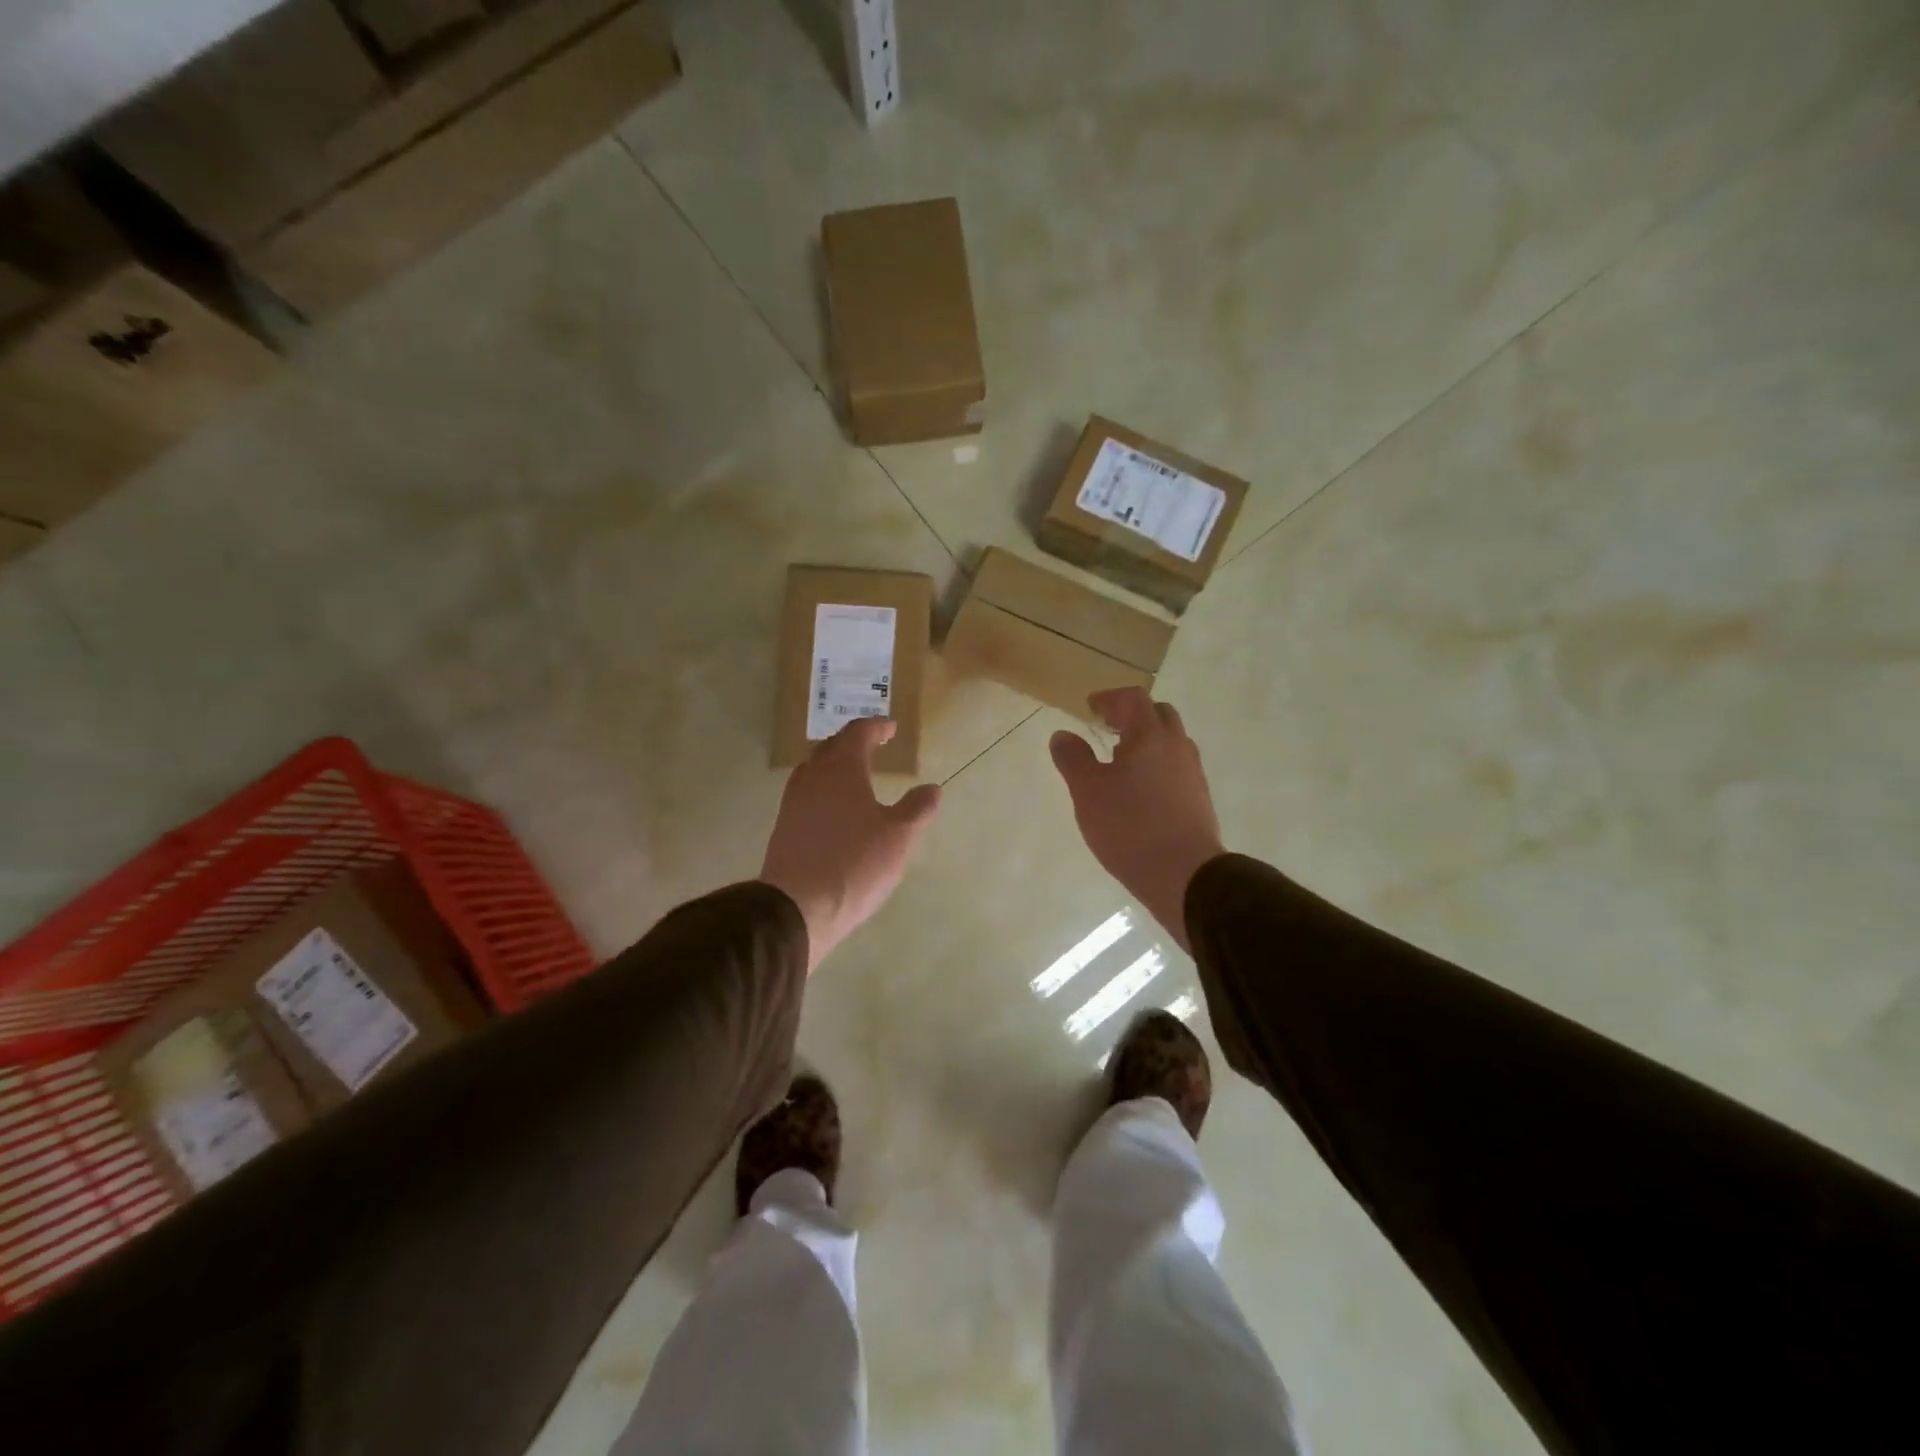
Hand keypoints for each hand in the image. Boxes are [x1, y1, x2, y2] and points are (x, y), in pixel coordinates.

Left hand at [760, 718, 941, 972]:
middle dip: (853, 743)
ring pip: (815, 771)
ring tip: (855, 776)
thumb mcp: (898, 837)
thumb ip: (917, 809)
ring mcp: (794, 802)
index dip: (876, 727)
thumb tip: (932, 789)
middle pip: (831, 747)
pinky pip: (807, 794)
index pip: (857, 733)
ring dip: (835, 766)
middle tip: (873, 746)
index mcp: (842, 768)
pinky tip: (836, 810)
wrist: (797, 907)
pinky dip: (824, 790)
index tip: (890, 729)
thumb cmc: (854, 863)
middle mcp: (813, 777)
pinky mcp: (784, 827)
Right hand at [1050, 688, 1224, 952]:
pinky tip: (1139, 792)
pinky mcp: (1199, 800)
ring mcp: (1193, 774)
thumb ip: (1073, 759)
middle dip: (1132, 716)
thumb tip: (1063, 735)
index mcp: (1151, 736)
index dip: (1109, 698)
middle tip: (1107, 729)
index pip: (1133, 699)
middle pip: (1158, 715)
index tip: (1090, 708)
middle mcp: (1177, 746)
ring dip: (1146, 742)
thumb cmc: (1130, 827)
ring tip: (1120, 762)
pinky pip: (1176, 769)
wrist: (1185, 875)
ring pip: (1170, 743)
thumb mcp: (1088, 792)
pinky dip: (1157, 766)